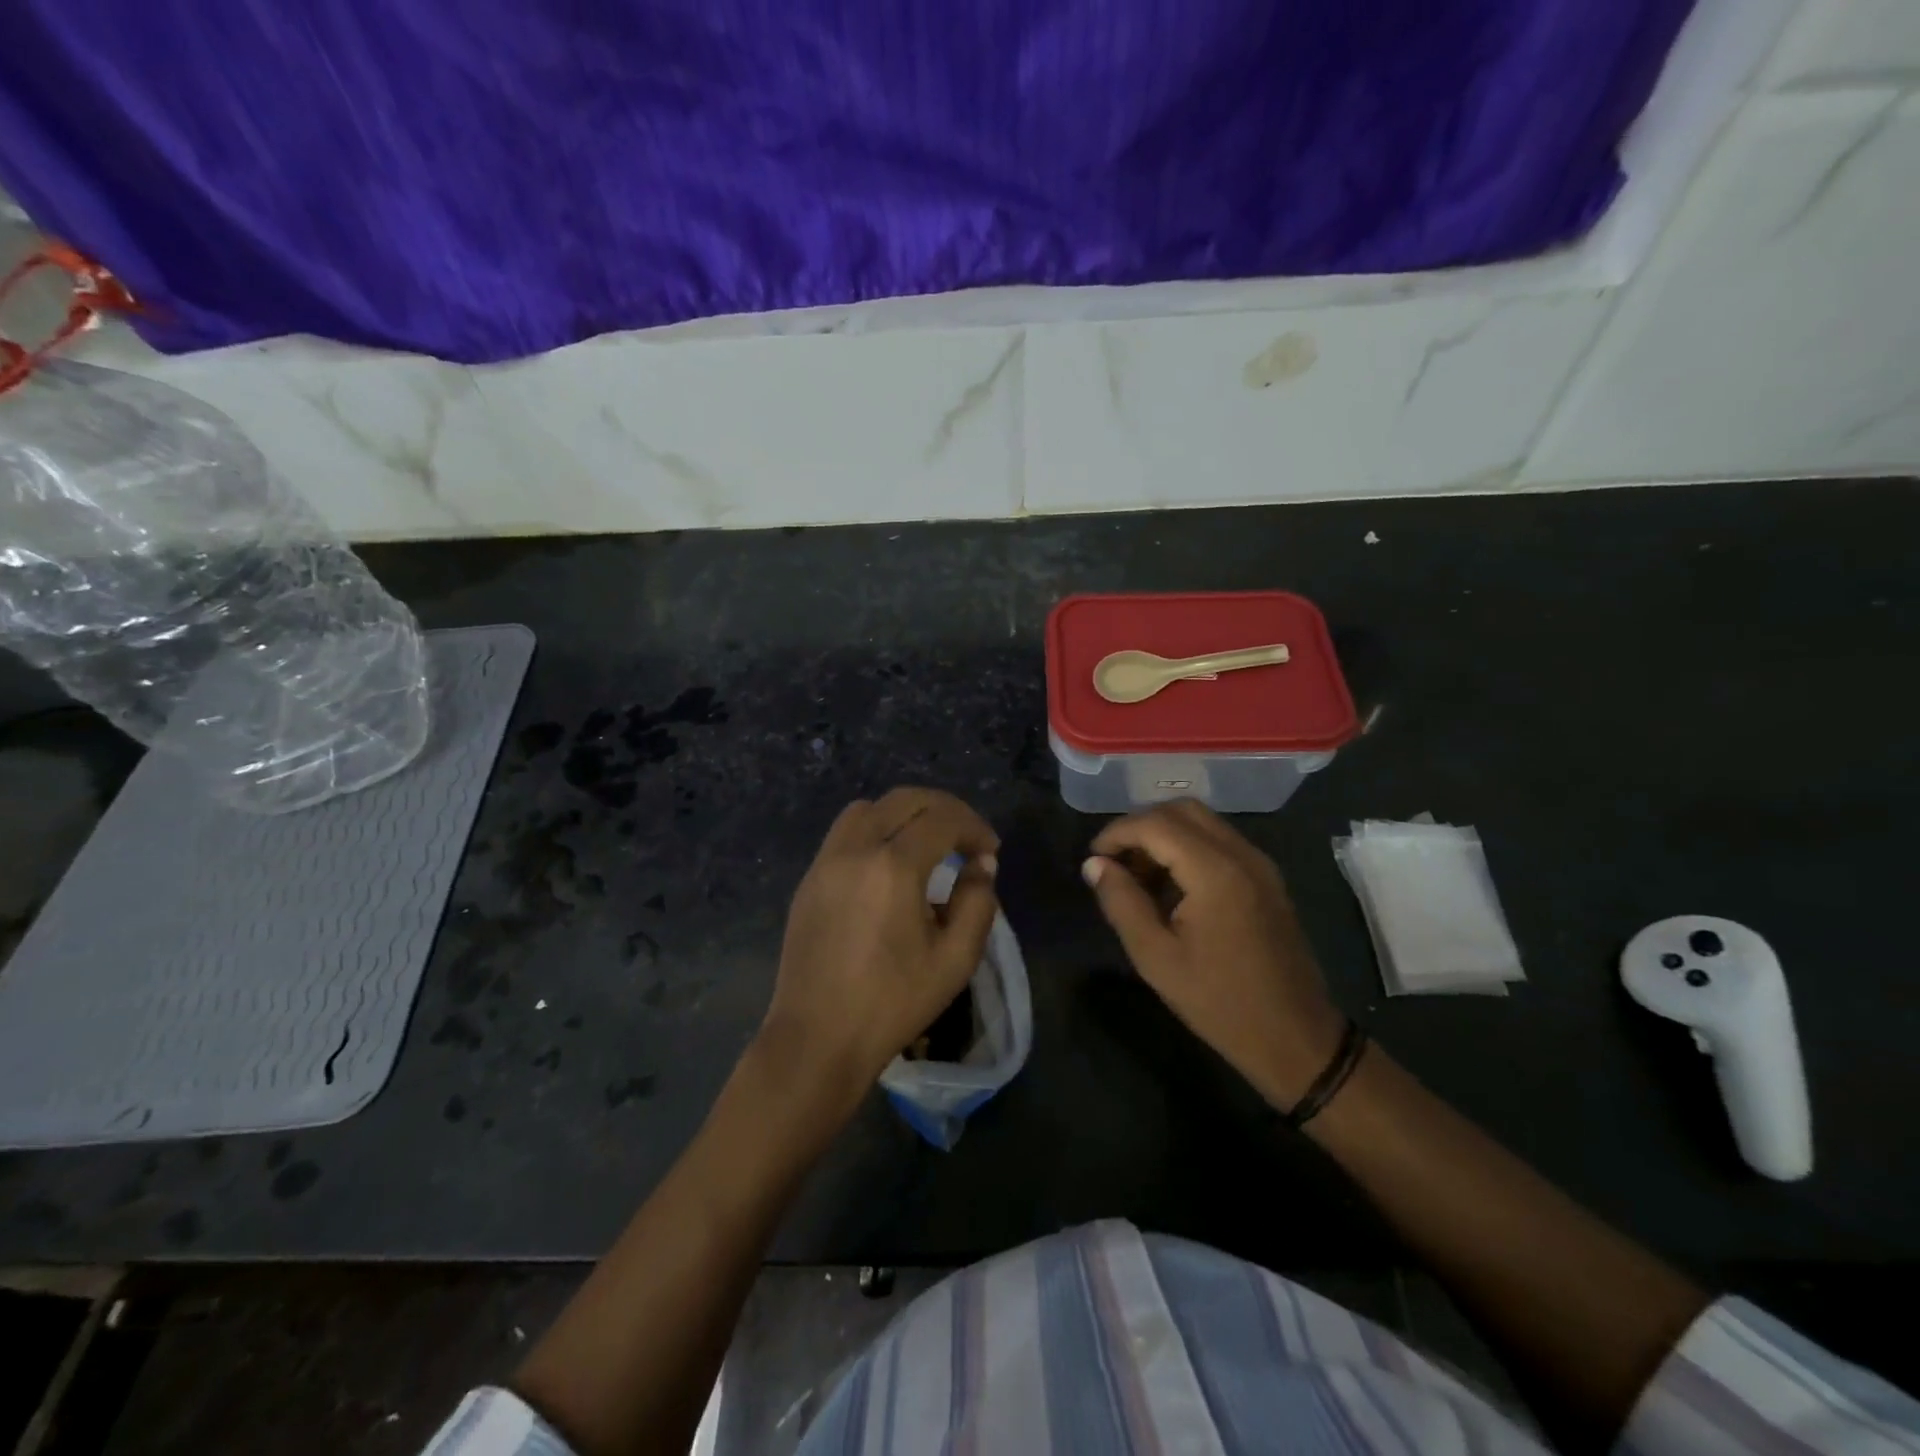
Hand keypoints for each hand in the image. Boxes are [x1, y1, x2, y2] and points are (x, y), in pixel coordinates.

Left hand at [758, 787, 999, 1120]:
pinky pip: (845, 832)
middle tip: (967, 837)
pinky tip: (889, 865)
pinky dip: (875, 830)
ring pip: (869, 808)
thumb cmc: (892, 1003)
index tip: (990, 851)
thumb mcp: (955, 960)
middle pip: (905, 799)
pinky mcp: (810, 878)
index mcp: (894, 867)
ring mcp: (826, 861)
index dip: (974, 827)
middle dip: (944, 809)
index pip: (943, 819)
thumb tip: (980, 864)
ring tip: (927, 844)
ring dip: (904, 813)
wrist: (817, 1038)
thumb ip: (977, 902)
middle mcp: (855, 849)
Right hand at [1084, 800, 1343, 1110]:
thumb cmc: (1219, 1003)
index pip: (1156, 824)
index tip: (1093, 860)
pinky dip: (1188, 848)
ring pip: (1203, 823)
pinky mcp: (1266, 879)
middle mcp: (1242, 855)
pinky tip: (1172, 887)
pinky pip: (1220, 842)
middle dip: (1141, 827)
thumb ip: (1121, 902)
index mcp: (1215, 871)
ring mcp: (1260, 865)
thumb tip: (1094, 865)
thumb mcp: (1155, 957)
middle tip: (1115, 862)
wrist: (1296, 1039)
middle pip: (1182, 810)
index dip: (1117, 833)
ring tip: (1138, 877)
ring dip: (1165, 836)